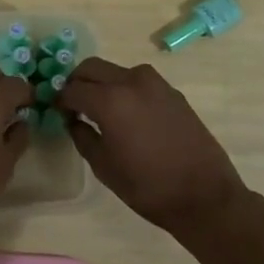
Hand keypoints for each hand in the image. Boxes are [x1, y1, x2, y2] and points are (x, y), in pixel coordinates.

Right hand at [56, 57, 247, 237]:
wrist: (205, 195)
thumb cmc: (148, 187)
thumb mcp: (104, 167)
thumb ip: (82, 136)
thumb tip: (73, 120)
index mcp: (110, 100)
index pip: (72, 89)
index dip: (60, 100)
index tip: (58, 113)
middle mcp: (131, 81)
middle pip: (91, 68)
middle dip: (77, 82)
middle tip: (74, 105)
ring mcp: (155, 83)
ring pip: (115, 70)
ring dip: (102, 83)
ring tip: (101, 110)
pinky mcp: (172, 91)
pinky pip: (137, 81)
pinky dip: (124, 89)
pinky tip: (128, 115)